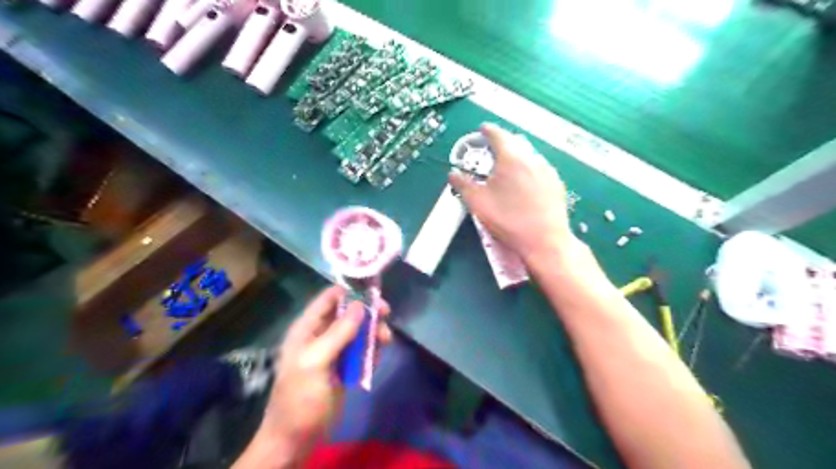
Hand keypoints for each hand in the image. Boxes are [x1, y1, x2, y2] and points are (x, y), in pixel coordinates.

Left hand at [254, 288, 392, 459]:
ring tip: (386, 341)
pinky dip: (372, 351)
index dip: (350, 291)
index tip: (372, 291)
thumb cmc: (300, 397)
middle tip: (386, 314)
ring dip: (374, 332)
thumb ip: (337, 333)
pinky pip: (362, 351)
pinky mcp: (345, 367)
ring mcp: (334, 351)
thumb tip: (360, 305)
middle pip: (348, 312)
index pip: (329, 298)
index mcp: (308, 328)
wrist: (296, 438)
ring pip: (359, 331)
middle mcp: (321, 334)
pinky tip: (377, 359)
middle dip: (368, 312)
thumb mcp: (315, 362)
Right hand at [451, 123, 575, 260]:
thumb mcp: (478, 203)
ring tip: (508, 168)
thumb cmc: (508, 220)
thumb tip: (453, 174)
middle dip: (503, 142)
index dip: (487, 130)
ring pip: (529, 154)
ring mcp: (547, 170)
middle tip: (492, 150)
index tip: (482, 129)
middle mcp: (531, 158)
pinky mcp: (557, 183)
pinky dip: (529, 168)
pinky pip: (540, 168)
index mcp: (510, 158)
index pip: (497, 134)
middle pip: (515, 141)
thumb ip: (463, 185)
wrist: (544, 240)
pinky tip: (525, 184)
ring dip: (517, 155)